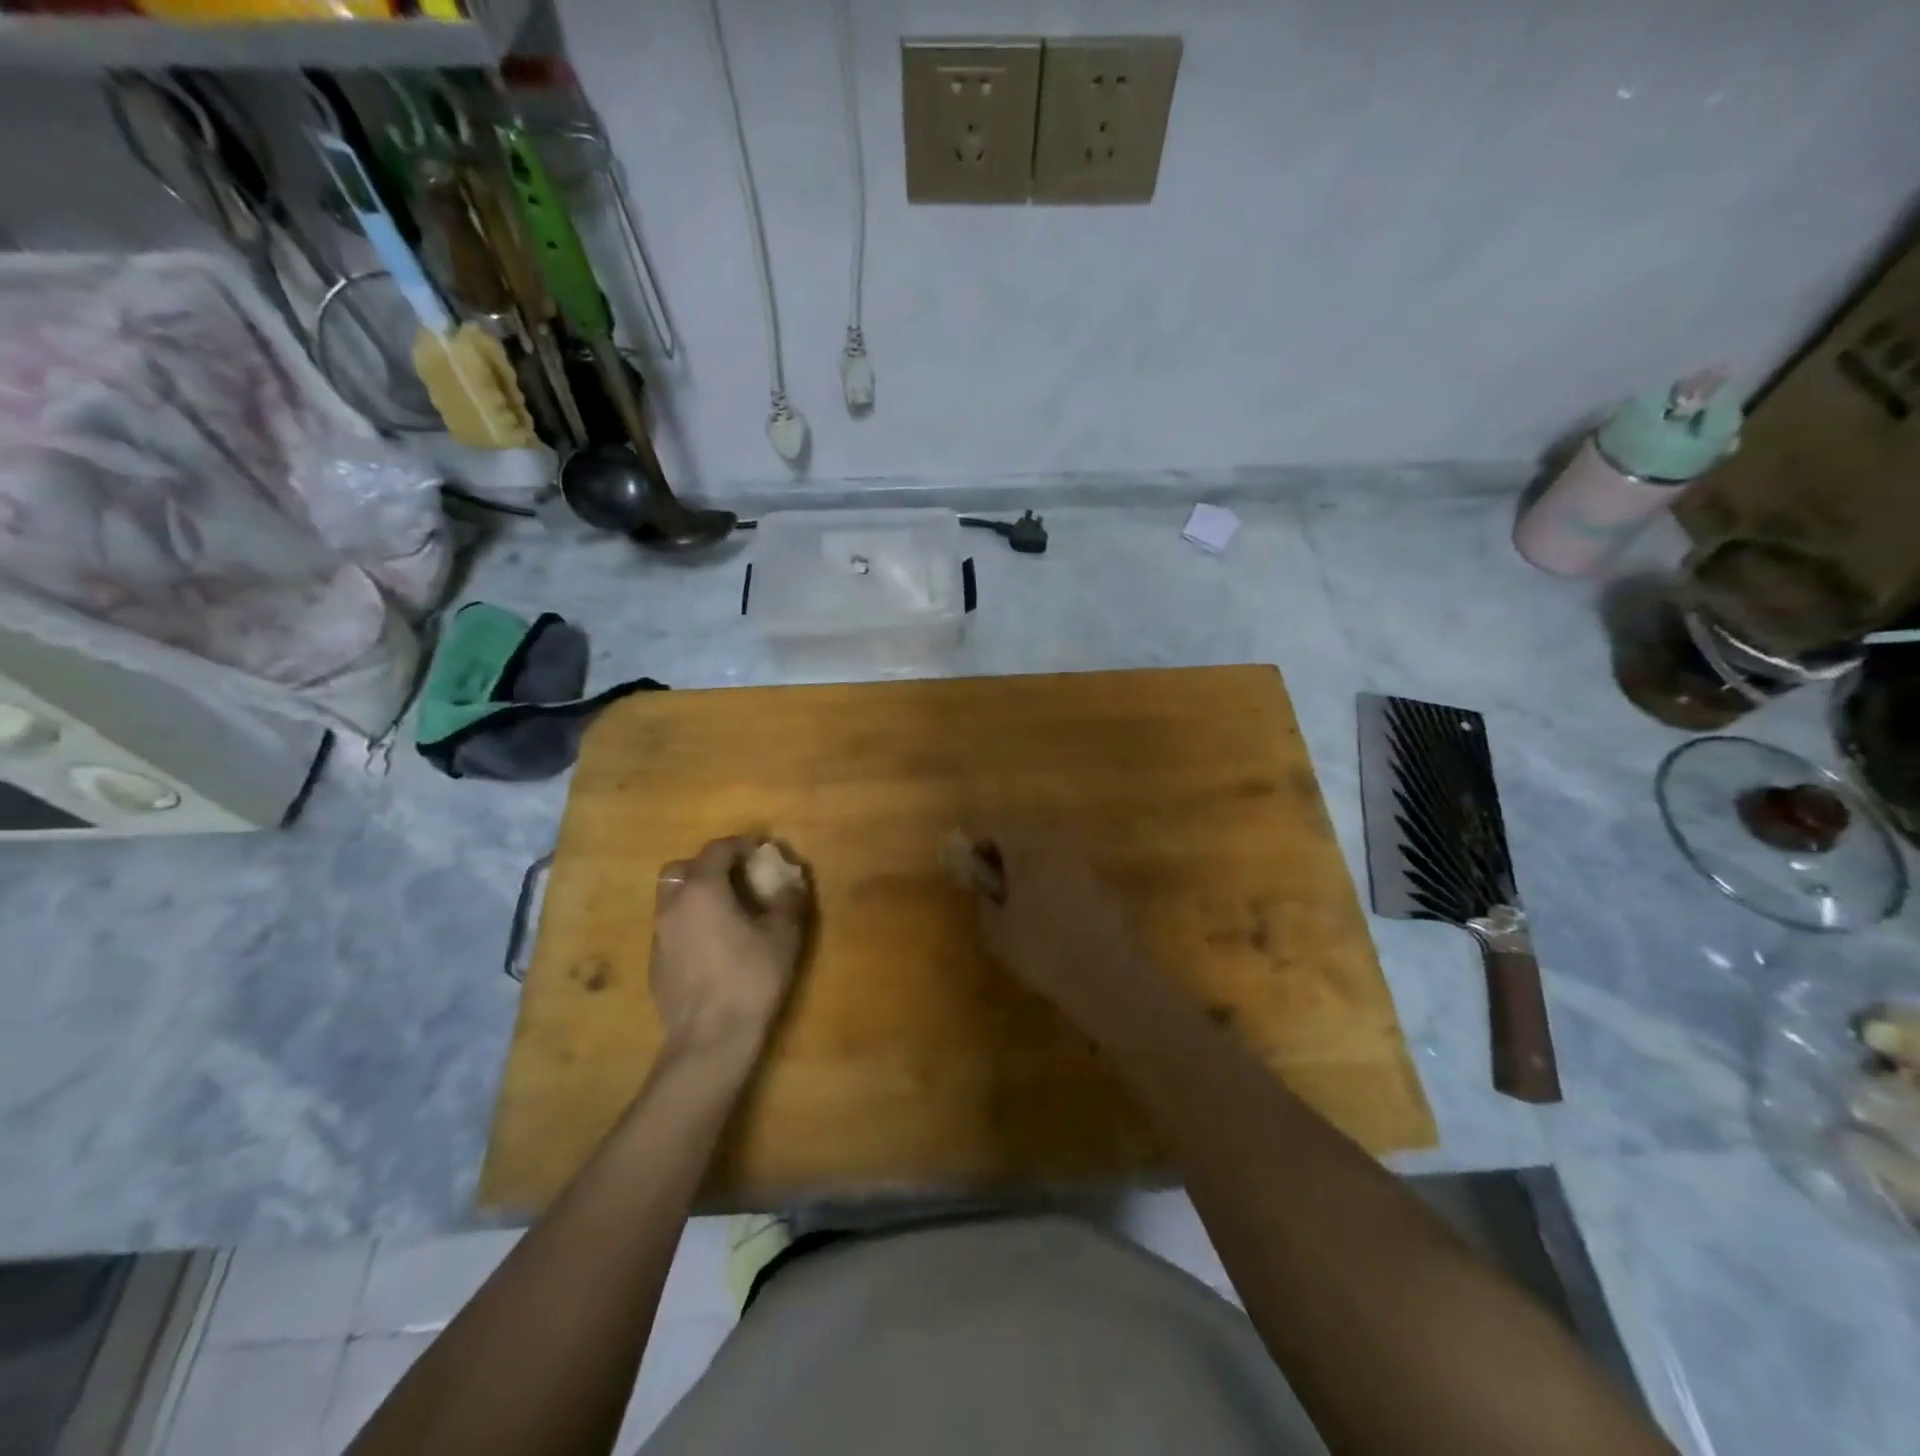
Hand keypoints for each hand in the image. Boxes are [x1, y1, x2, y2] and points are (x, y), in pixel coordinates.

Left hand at [651, 837, 810, 1062]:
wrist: (710, 1039)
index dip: (739, 845)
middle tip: (734, 879)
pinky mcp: (655, 964)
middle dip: (706, 866)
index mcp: (702, 891)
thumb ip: (788, 901)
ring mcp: (659, 937)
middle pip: (681, 869)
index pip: (716, 850)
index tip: (759, 853)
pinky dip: (689, 923)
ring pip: (671, 899)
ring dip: (695, 895)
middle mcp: (673, 906)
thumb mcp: (784, 936)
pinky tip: (712, 946)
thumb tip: (793, 880)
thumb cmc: (751, 978)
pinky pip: (670, 928)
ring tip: (725, 913)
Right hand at [966, 826, 1157, 1027]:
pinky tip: (1053, 910)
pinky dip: (1055, 879)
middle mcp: (1056, 849)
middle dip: (1008, 852)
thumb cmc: (1041, 951)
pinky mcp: (1102, 884)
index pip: (998, 831)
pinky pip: (1069, 870)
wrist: (1103, 975)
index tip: (973, 866)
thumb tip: (987, 892)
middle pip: (1026, 836)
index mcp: (1027, 854)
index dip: (981, 844)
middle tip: (996, 878)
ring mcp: (1083, 864)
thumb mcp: (997, 934)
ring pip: (1050, 852)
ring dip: (1033, 865)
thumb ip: (985, 905)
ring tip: (1023, 895)